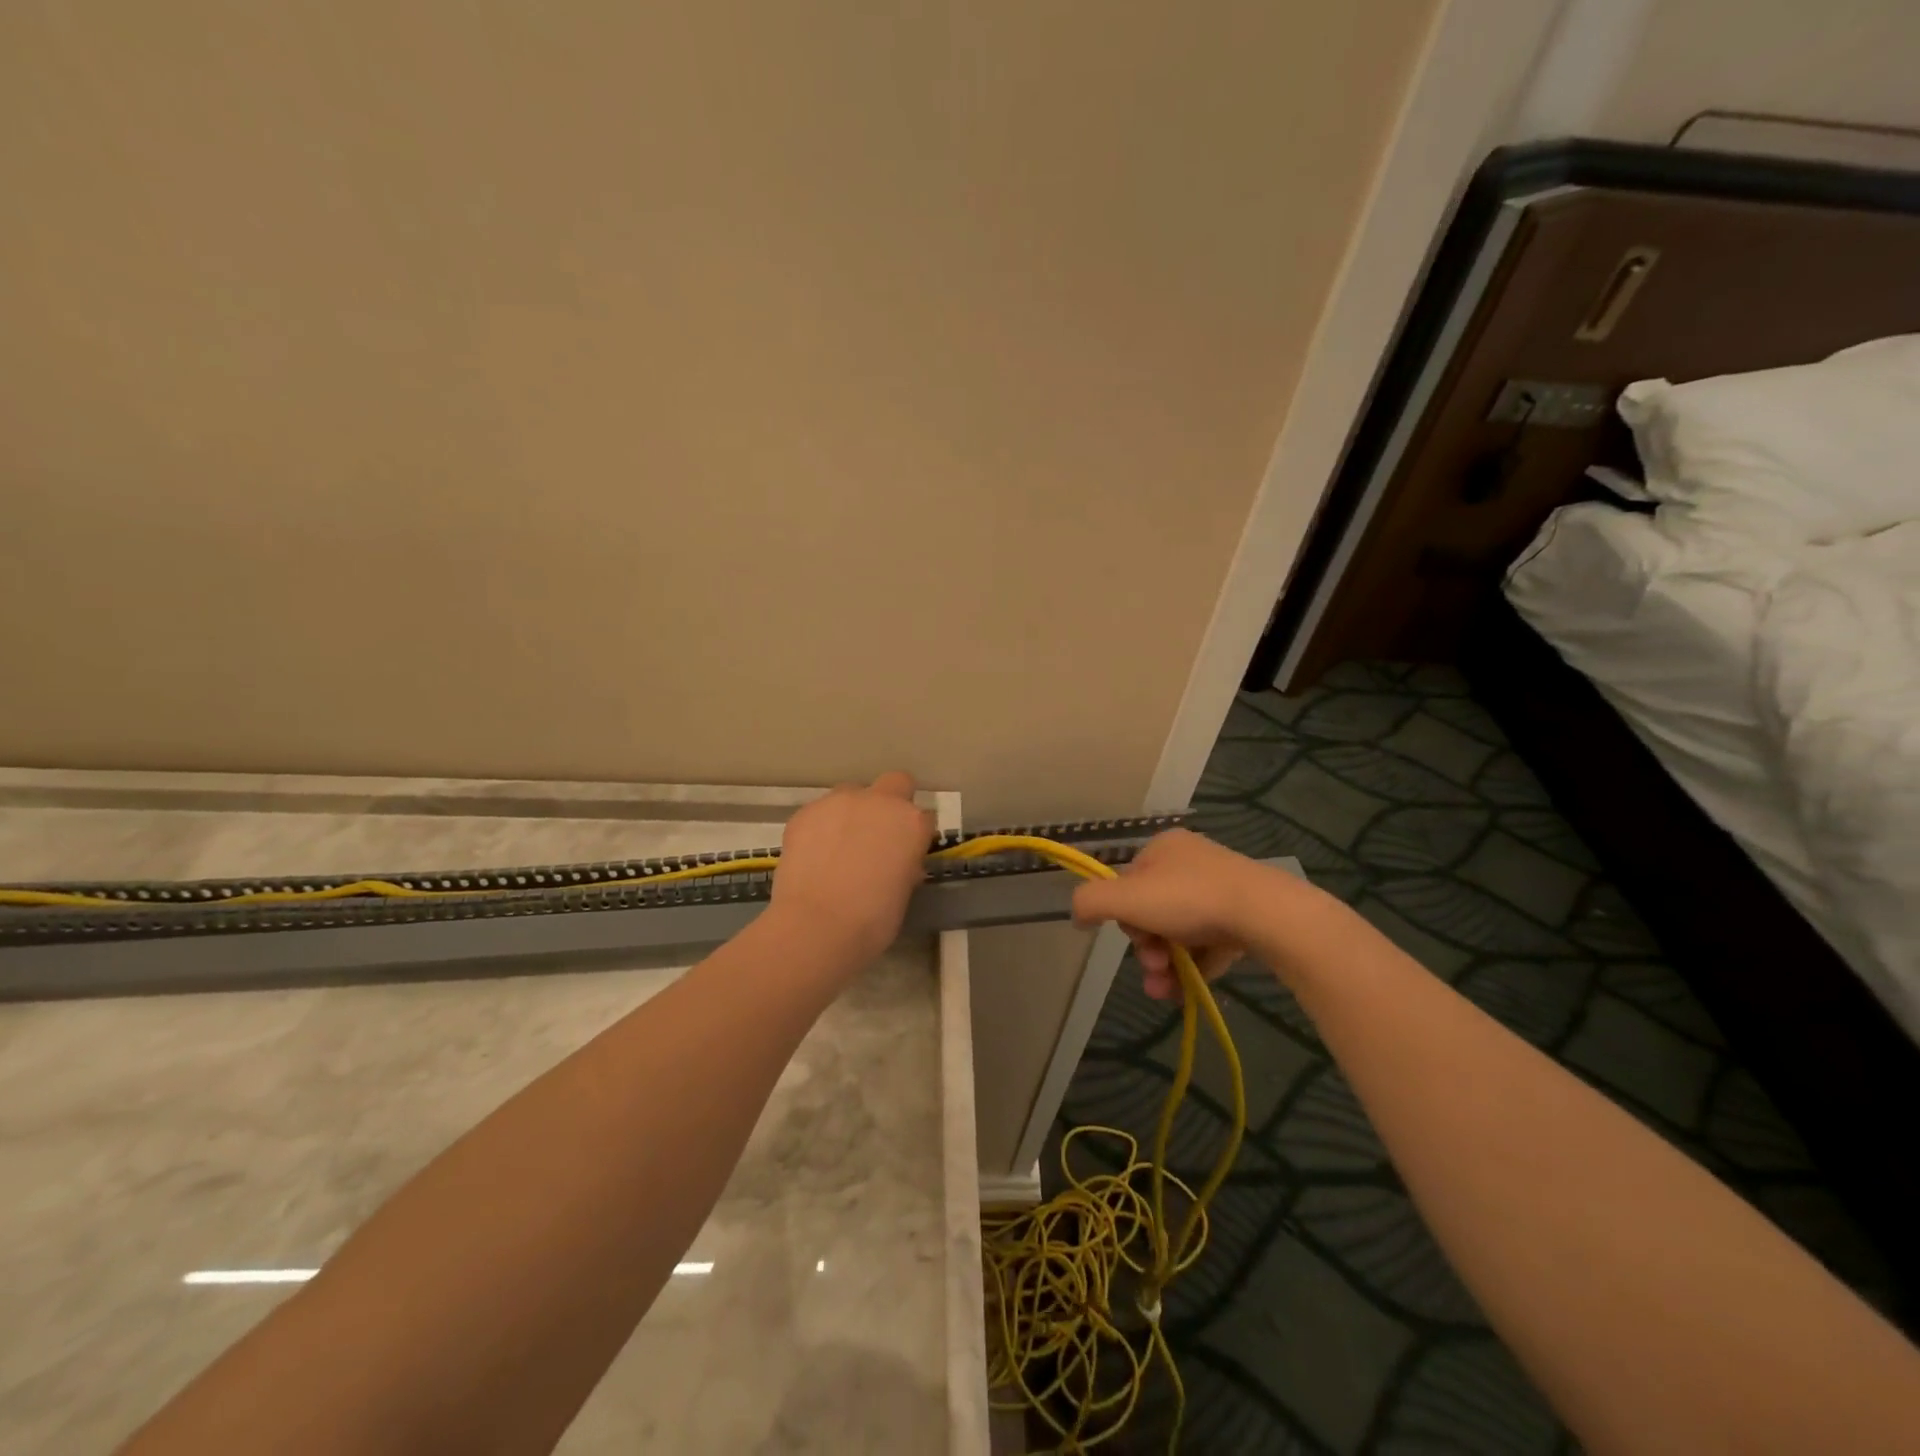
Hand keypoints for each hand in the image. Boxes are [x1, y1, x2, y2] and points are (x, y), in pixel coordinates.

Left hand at [770, 771, 931, 963]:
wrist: (815, 926)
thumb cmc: (872, 920)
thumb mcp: (903, 893)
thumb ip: (904, 866)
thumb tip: (897, 862)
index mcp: (912, 823)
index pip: (924, 817)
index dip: (915, 835)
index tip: (906, 854)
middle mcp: (879, 801)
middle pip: (895, 783)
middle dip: (890, 803)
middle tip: (877, 836)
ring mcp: (839, 802)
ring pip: (852, 794)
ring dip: (852, 813)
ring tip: (839, 847)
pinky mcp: (806, 812)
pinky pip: (820, 812)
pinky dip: (821, 827)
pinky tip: (814, 855)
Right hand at [1071, 829, 1271, 999]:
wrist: (1266, 914)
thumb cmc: (1189, 900)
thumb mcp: (1126, 898)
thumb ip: (1090, 902)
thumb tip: (1077, 914)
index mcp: (1164, 848)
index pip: (1129, 883)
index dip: (1125, 917)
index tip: (1135, 941)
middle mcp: (1192, 862)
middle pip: (1153, 911)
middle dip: (1148, 947)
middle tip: (1154, 968)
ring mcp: (1222, 888)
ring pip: (1180, 931)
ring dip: (1167, 964)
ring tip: (1169, 991)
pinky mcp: (1246, 915)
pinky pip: (1210, 942)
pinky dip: (1197, 965)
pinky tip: (1192, 988)